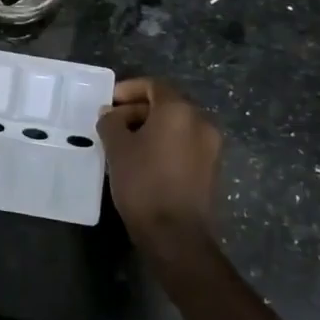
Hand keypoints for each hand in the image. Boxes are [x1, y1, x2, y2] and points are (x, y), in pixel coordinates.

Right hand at [97, 77, 221, 242]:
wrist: (176, 234)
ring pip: (177, 125)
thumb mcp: (117, 148)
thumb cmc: (143, 183)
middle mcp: (201, 122)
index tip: (108, 103)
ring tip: (124, 143)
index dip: (128, 89)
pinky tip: (143, 160)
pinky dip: (164, 143)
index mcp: (179, 111)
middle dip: (138, 109)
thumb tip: (111, 114)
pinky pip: (184, 144)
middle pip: (168, 104)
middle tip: (112, 124)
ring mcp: (211, 146)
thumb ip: (111, 122)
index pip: (154, 85)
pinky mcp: (211, 168)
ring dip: (151, 127)